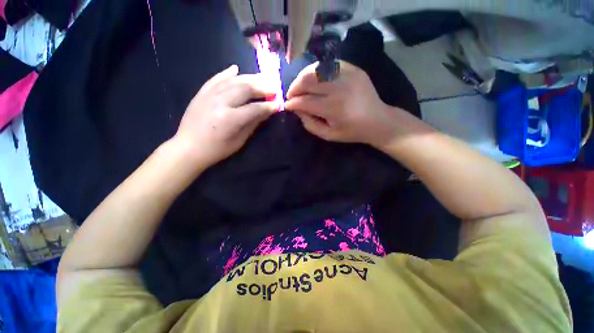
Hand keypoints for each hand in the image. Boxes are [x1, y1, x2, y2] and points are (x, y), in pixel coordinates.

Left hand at [173, 65, 279, 168]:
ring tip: (261, 78)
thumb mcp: (239, 141)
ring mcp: (209, 95)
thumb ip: (253, 124)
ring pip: (233, 81)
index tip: (278, 104)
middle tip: (273, 88)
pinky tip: (236, 68)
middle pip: (245, 89)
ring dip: (249, 78)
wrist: (188, 147)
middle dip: (262, 88)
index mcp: (230, 119)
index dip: (269, 106)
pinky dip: (226, 73)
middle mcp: (220, 102)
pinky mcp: (201, 93)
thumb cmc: (217, 149)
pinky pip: (216, 79)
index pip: (255, 108)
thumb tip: (266, 112)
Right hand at [286, 61, 406, 148]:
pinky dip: (318, 71)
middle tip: (291, 95)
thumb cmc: (351, 131)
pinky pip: (329, 64)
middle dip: (294, 88)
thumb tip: (297, 110)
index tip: (287, 105)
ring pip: (316, 68)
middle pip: (307, 80)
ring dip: (303, 77)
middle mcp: (339, 88)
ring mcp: (347, 75)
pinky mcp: (353, 69)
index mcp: (333, 108)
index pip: (305, 101)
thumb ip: (310, 124)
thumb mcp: (328, 135)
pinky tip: (315, 79)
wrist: (377, 120)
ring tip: (300, 86)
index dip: (292, 103)